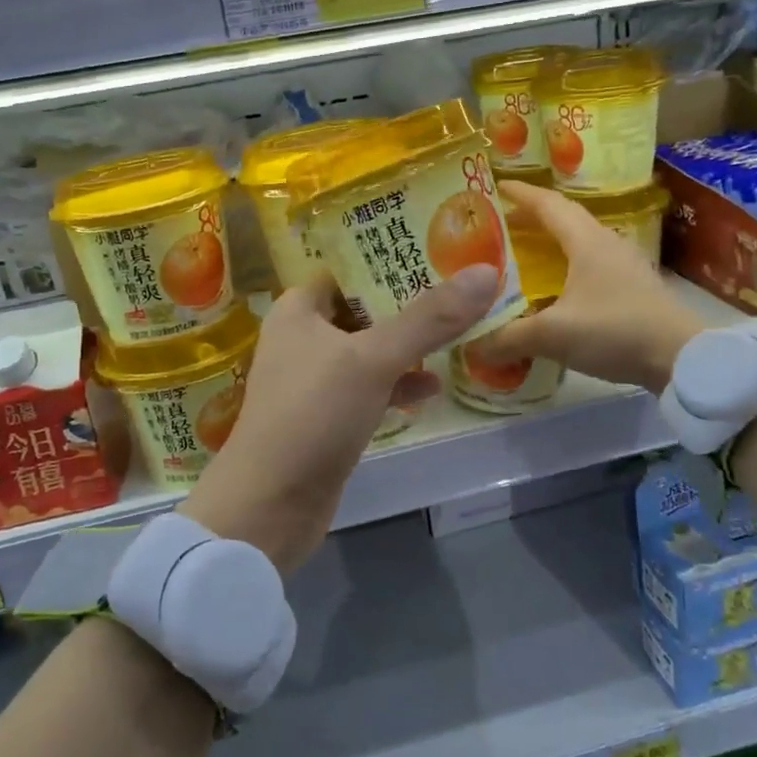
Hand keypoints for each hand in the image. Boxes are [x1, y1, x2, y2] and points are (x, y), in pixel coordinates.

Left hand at [180, 265, 500, 573]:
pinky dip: (398, 386)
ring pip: (371, 351)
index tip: (440, 250)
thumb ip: (428, 318)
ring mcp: (316, 380)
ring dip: (409, 347)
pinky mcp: (330, 418)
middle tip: (463, 289)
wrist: (269, 506)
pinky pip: (371, 389)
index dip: (390, 257)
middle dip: (410, 303)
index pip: (348, 268)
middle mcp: (304, 337)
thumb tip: (486, 273)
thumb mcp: (373, 359)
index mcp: (299, 309)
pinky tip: (433, 390)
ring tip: (460, 334)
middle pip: (365, 308)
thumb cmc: (312, 414)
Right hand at [471, 181, 702, 392]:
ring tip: (522, 254)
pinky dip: (565, 266)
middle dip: (530, 218)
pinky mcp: (632, 288)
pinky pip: (589, 265)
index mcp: (586, 241)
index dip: (520, 194)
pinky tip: (553, 288)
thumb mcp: (554, 335)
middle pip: (564, 219)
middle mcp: (606, 244)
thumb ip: (509, 338)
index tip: (493, 187)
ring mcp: (624, 265)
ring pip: (578, 242)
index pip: (548, 204)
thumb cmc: (616, 331)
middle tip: (498, 225)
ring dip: (549, 242)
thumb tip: (471, 347)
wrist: (683, 359)